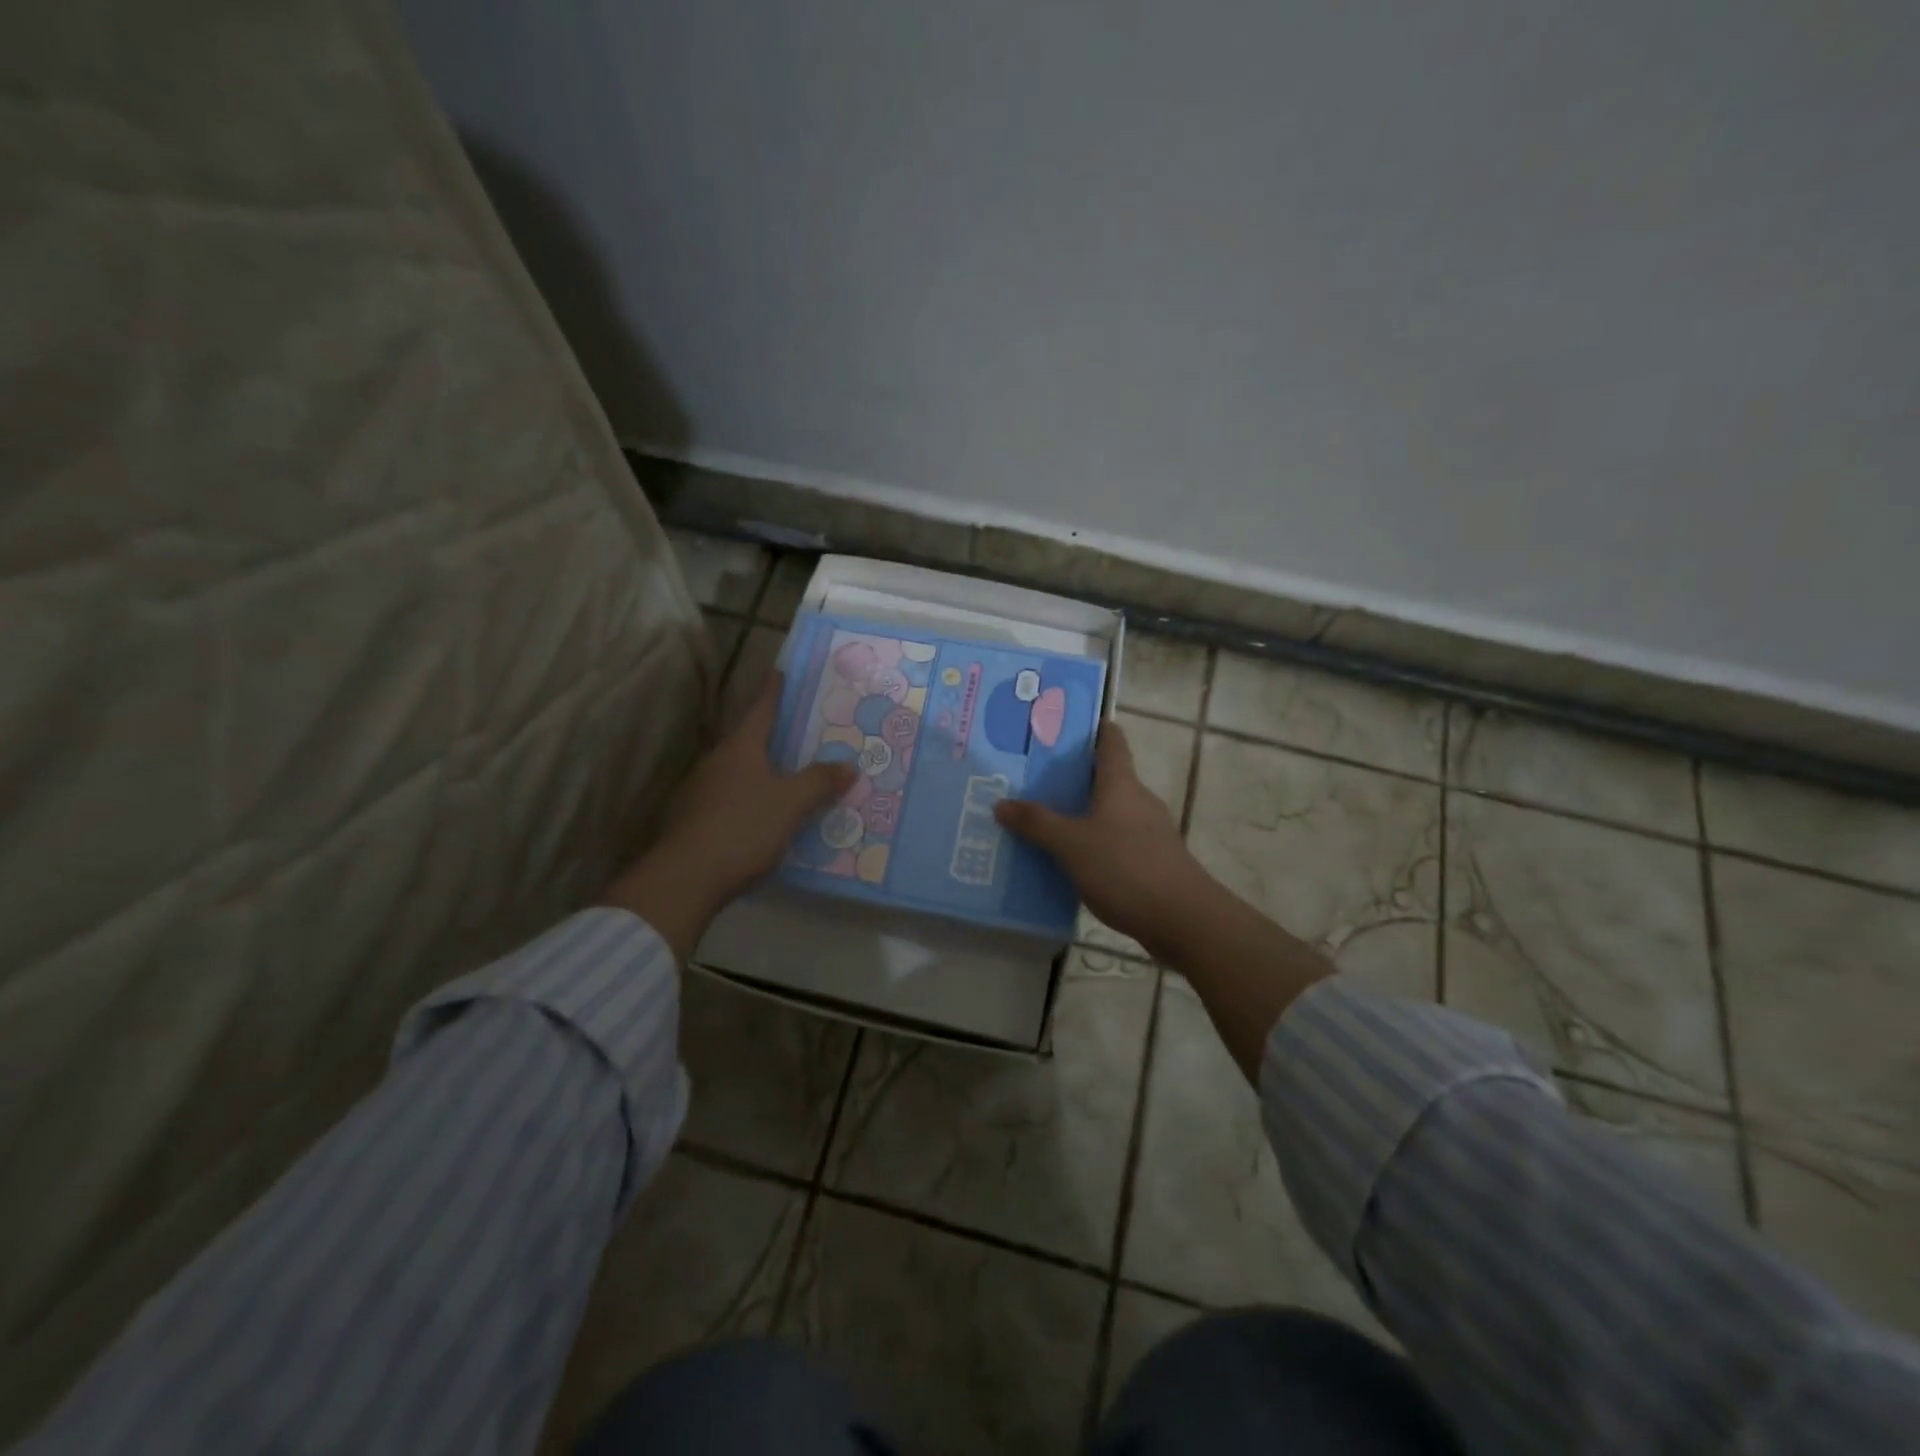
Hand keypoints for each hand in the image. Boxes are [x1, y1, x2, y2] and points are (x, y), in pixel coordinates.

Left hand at [604, 674, 856, 959]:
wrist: (685, 878)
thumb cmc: (742, 827)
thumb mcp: (791, 804)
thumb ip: (819, 782)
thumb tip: (848, 765)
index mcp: (740, 748)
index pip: (761, 709)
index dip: (774, 691)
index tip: (781, 671)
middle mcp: (717, 761)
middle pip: (749, 739)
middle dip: (773, 734)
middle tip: (801, 731)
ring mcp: (701, 791)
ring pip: (738, 771)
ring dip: (761, 769)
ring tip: (789, 775)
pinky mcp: (694, 820)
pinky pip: (731, 798)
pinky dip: (750, 798)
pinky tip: (765, 814)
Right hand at [994, 719, 1212, 954]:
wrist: (1183, 919)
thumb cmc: (1125, 868)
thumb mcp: (1071, 845)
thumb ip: (1036, 823)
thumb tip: (1001, 802)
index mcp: (1121, 784)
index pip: (1111, 740)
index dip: (1091, 728)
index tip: (1061, 727)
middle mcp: (1138, 800)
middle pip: (1106, 777)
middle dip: (1072, 777)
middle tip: (1033, 780)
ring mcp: (1150, 832)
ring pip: (1110, 812)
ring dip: (1081, 813)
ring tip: (1044, 822)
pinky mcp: (1153, 861)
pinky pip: (1116, 841)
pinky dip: (1094, 843)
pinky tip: (1071, 861)